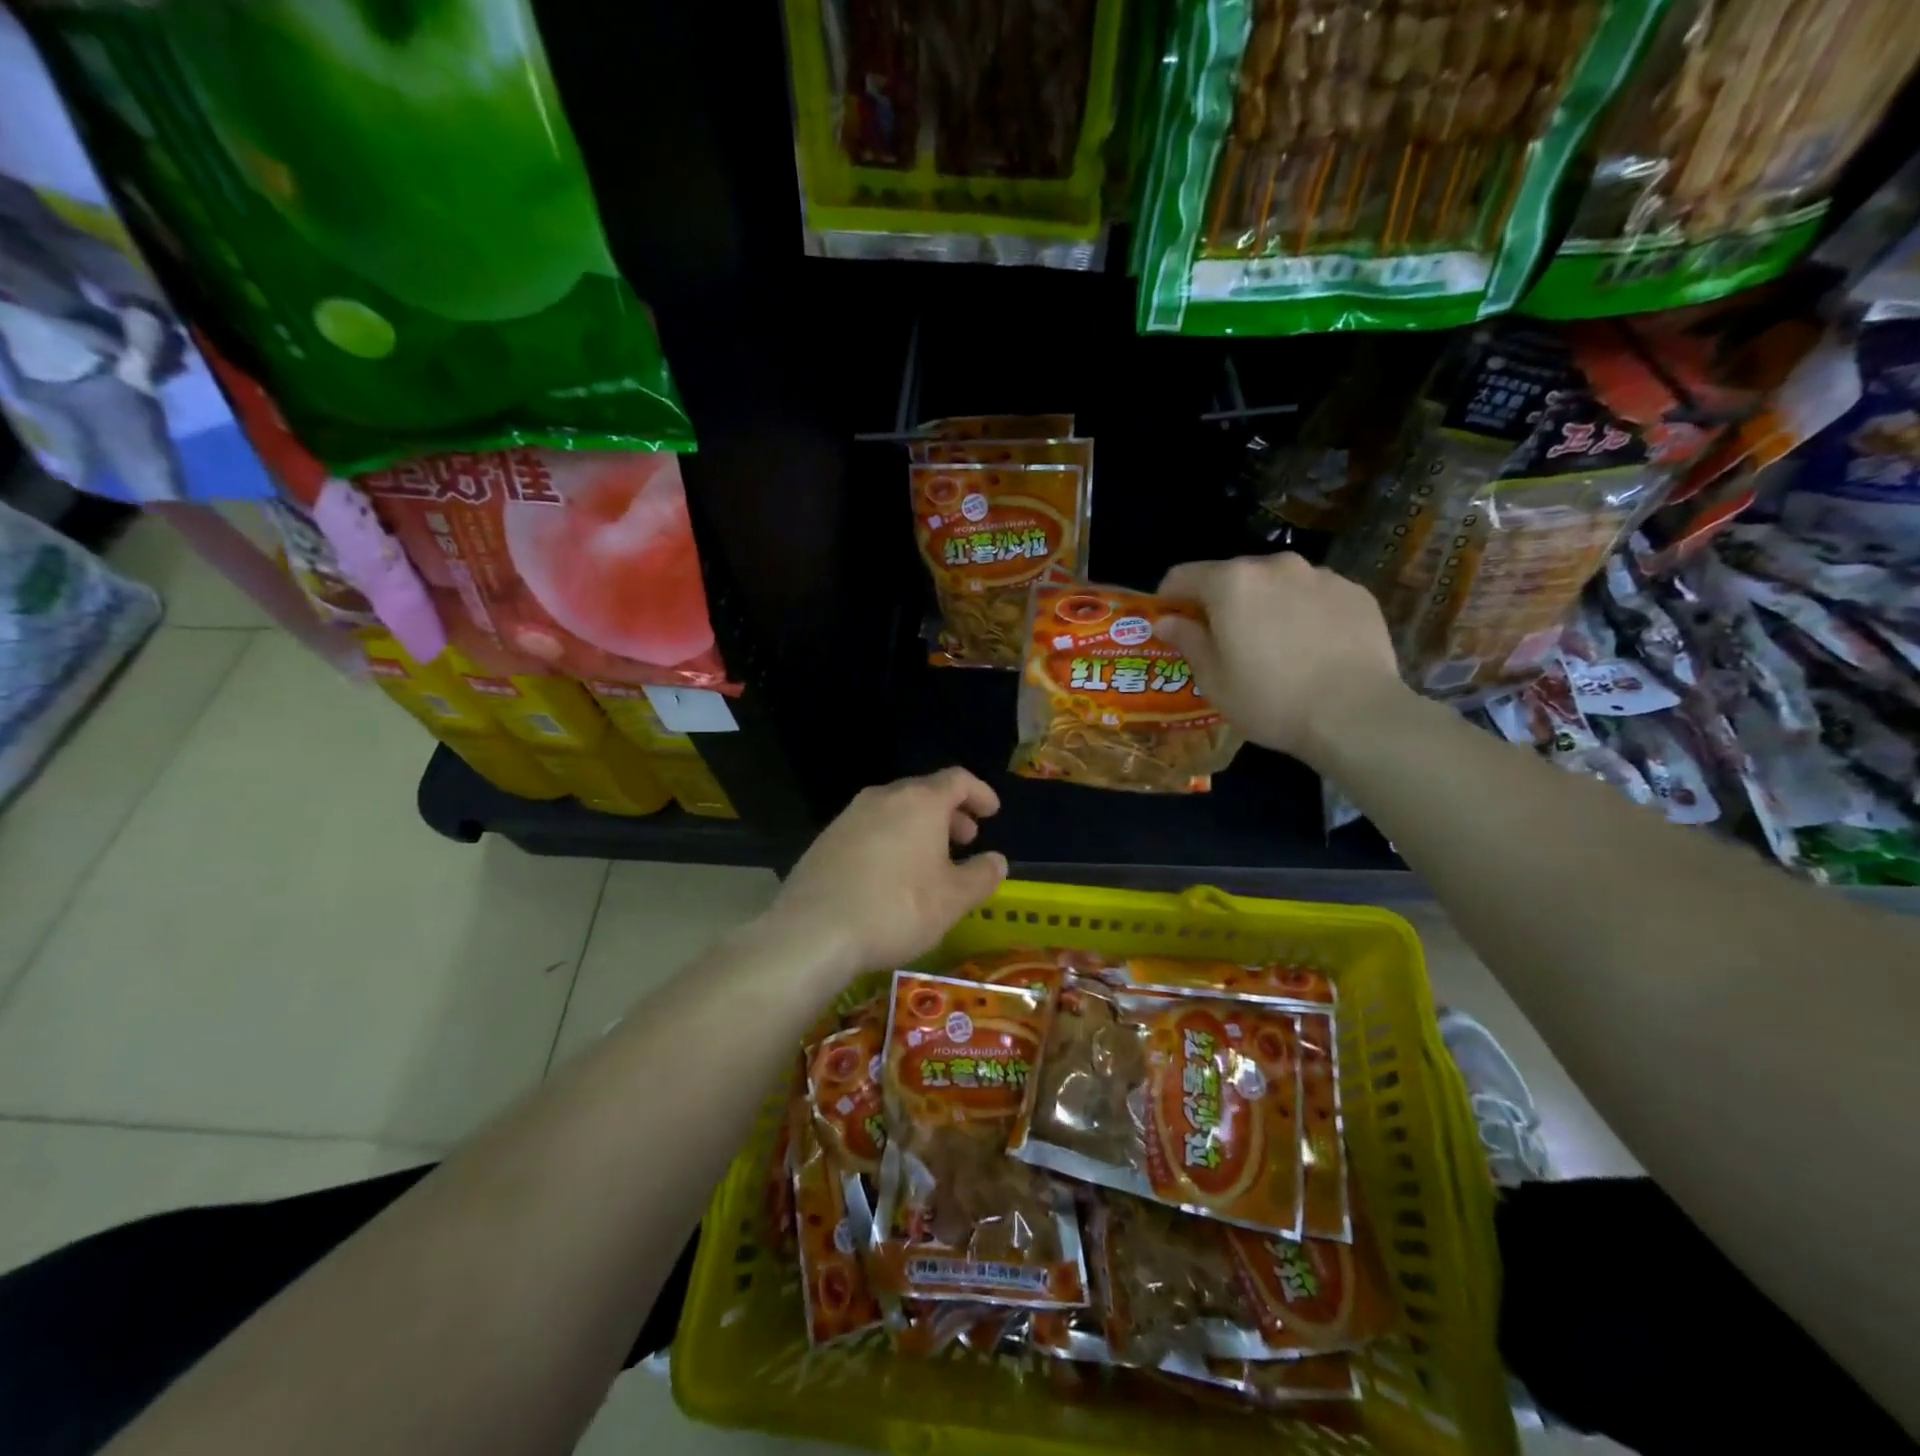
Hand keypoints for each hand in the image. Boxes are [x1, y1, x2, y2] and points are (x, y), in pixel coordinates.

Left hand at [762, 768, 1008, 976]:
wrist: (814, 931)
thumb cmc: (896, 908)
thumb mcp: (953, 899)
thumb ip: (982, 876)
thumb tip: (996, 860)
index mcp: (920, 801)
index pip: (957, 780)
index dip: (980, 793)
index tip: (992, 812)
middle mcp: (883, 798)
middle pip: (924, 792)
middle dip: (950, 813)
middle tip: (966, 840)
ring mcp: (849, 816)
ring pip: (895, 811)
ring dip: (919, 828)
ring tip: (930, 862)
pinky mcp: (826, 840)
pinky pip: (870, 830)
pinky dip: (891, 841)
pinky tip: (891, 876)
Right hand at [1156, 553, 1403, 763]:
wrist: (1355, 715)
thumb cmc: (1270, 700)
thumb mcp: (1214, 679)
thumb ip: (1187, 640)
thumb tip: (1165, 621)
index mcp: (1232, 583)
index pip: (1182, 576)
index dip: (1169, 599)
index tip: (1171, 625)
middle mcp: (1275, 566)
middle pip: (1232, 576)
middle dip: (1221, 603)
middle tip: (1224, 642)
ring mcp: (1320, 575)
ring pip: (1276, 584)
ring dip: (1264, 605)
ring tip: (1274, 647)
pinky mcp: (1355, 592)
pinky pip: (1314, 595)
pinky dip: (1303, 613)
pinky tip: (1311, 649)